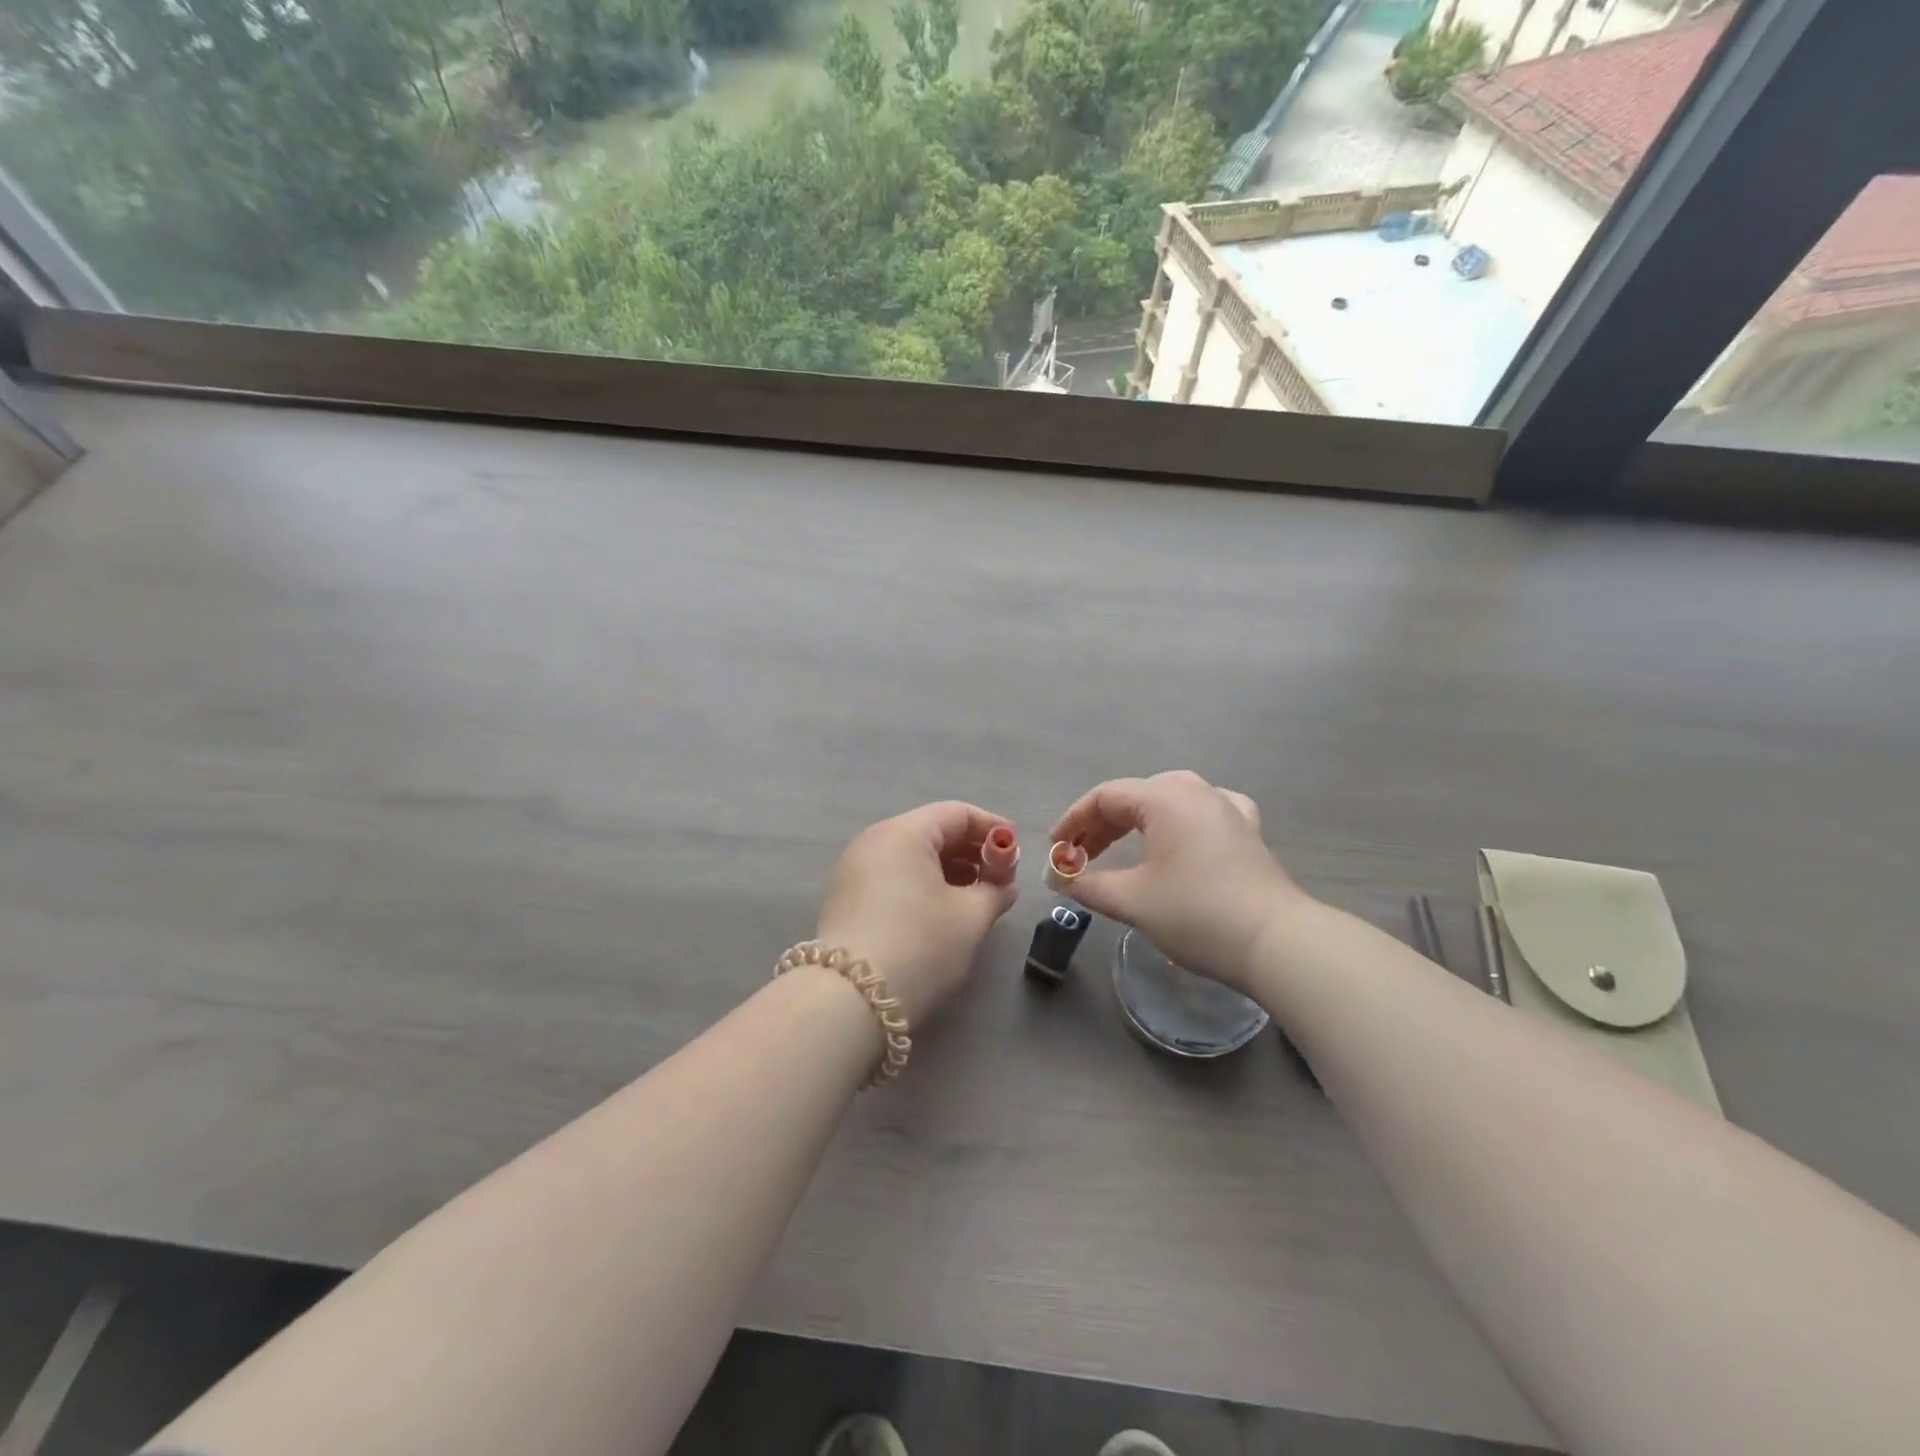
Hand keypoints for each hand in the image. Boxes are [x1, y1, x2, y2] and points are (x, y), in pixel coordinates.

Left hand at [815, 801, 1020, 1026]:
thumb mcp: (969, 918)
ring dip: (949, 870)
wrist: (849, 1001)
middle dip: (971, 850)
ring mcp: (854, 870)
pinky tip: (943, 912)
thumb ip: (994, 892)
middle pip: (932, 831)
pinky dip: (923, 884)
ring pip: (912, 856)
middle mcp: (874, 841)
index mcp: (903, 833)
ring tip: (977, 898)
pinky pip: (894, 876)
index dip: (992, 827)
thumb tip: (1003, 886)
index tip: (1016, 850)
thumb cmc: (919, 945)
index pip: (956, 813)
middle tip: (1000, 879)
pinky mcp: (846, 899)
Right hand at [1049, 770, 1305, 991]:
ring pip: (1168, 802)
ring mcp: (1226, 808)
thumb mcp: (1133, 900)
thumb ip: (1088, 885)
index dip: (1073, 821)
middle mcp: (1196, 791)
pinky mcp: (1247, 831)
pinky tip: (1181, 834)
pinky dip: (1179, 822)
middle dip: (1101, 825)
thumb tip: (1059, 880)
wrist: (1276, 942)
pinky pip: (1203, 812)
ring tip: (1118, 850)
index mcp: (1164, 798)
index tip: (1056, 850)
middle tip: (1079, 856)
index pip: (1105, 797)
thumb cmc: (1197, 913)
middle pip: (1135, 797)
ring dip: (1136, 824)